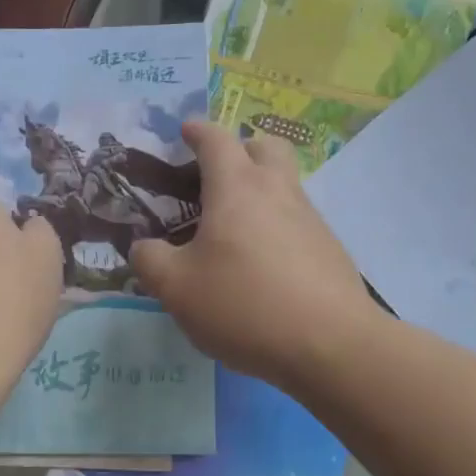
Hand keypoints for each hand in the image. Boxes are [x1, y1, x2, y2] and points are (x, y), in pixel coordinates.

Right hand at [129, 121, 382, 390]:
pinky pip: (296, 221)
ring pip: (283, 184)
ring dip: (259, 191)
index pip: (216, 139)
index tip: (185, 131)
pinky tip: (261, 266)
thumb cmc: (245, 305)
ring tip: (231, 230)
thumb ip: (150, 260)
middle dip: (240, 149)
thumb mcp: (177, 288)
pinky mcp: (329, 249)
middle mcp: (277, 191)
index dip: (197, 130)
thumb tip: (144, 247)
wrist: (332, 345)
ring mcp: (310, 218)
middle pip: (264, 147)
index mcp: (237, 187)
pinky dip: (275, 226)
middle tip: (216, 175)